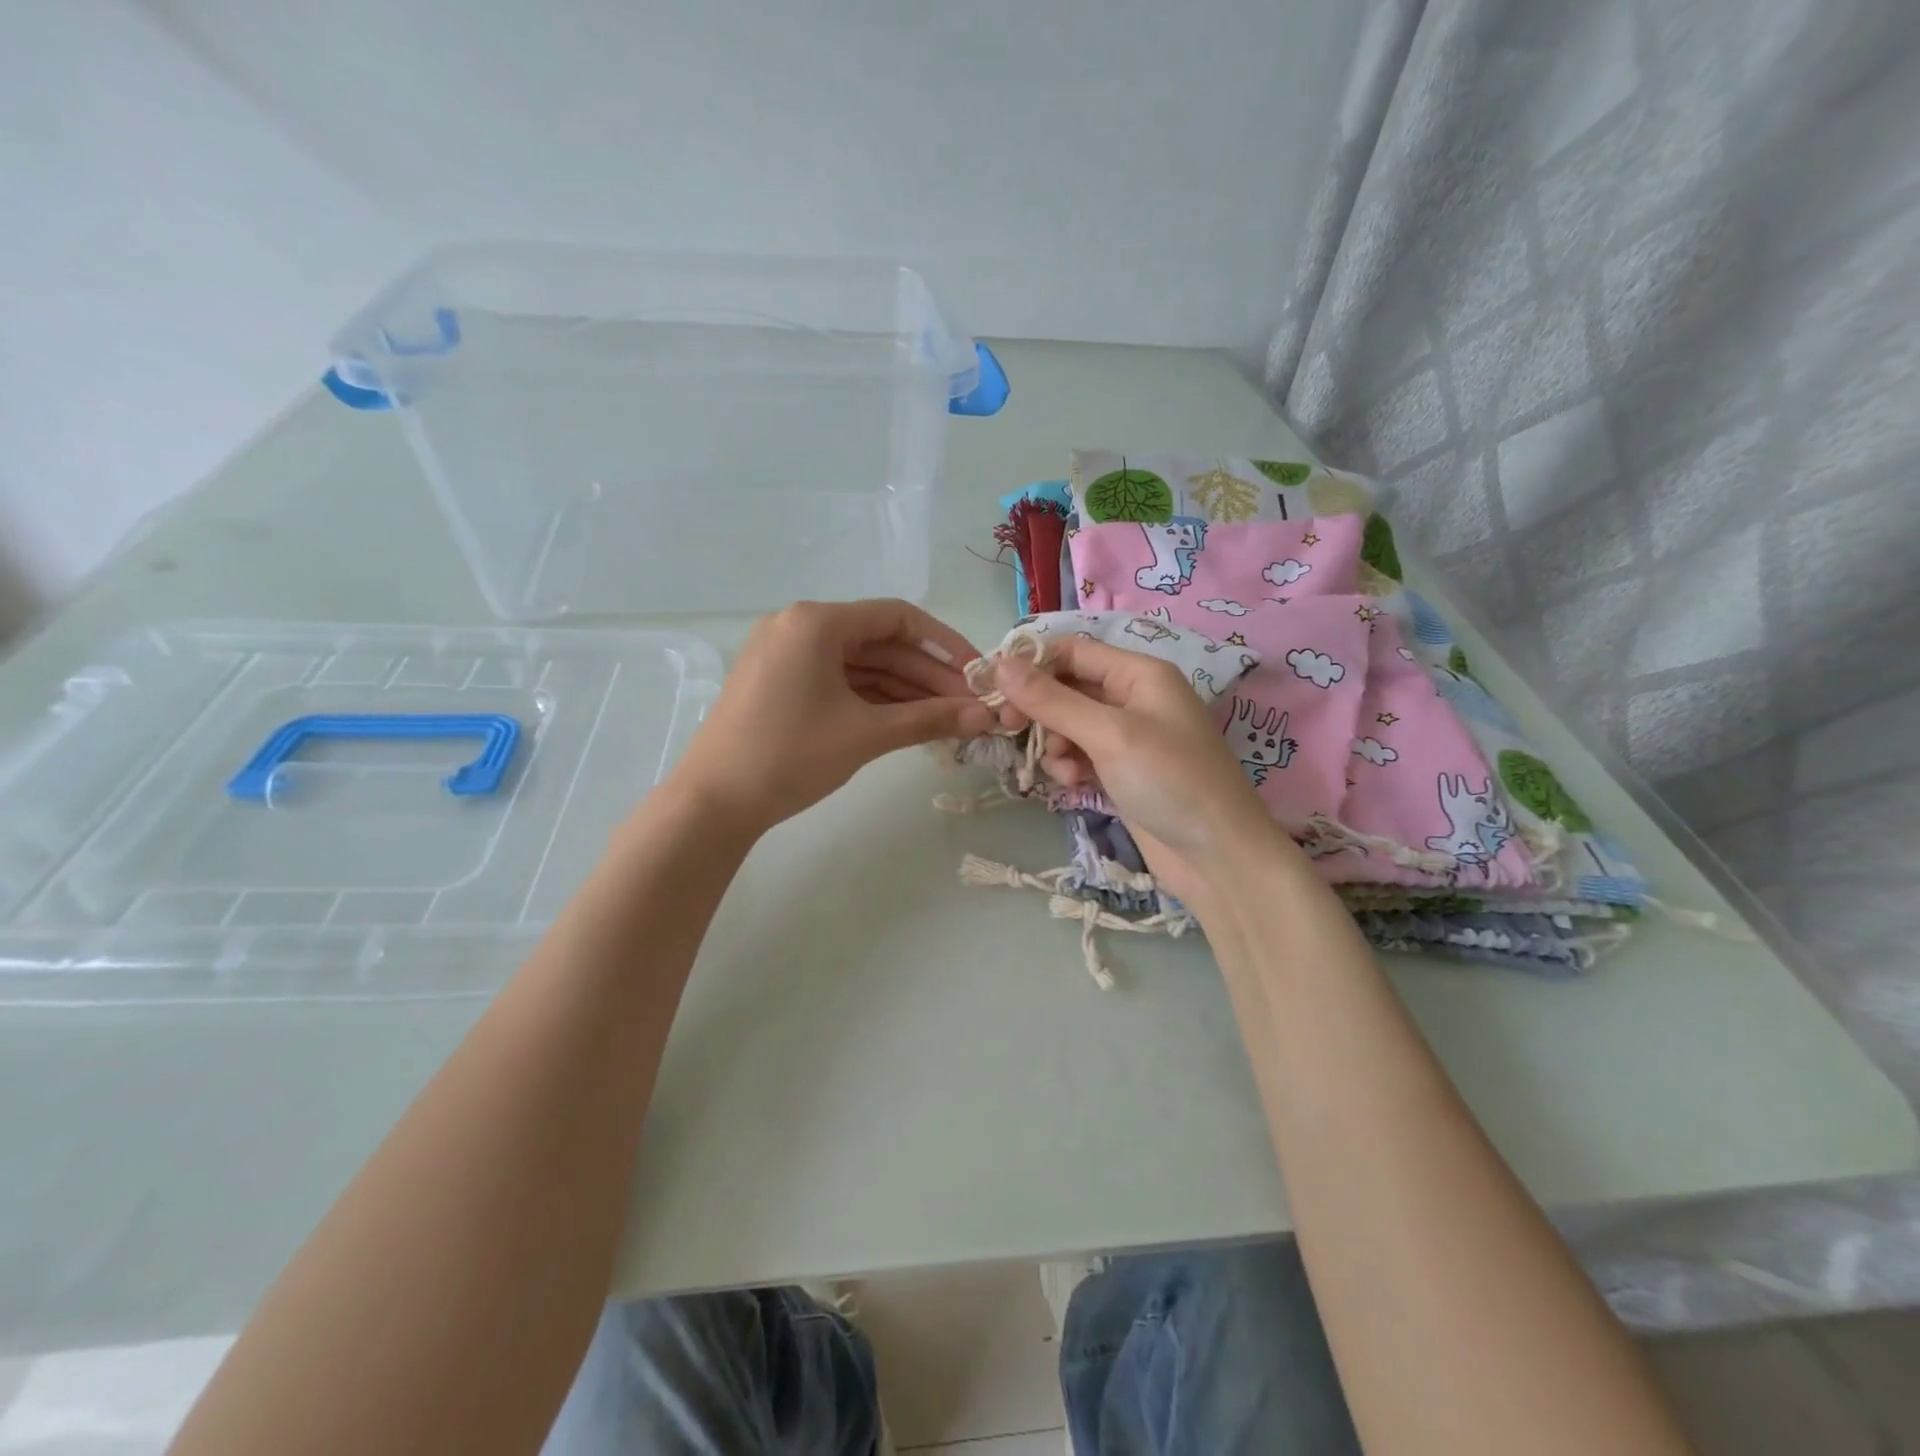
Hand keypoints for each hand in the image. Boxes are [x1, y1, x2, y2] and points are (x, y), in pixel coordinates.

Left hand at [666, 599, 992, 837]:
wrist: (713, 803)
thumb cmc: (791, 756)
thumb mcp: (866, 734)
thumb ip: (930, 718)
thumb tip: (986, 716)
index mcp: (816, 621)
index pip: (898, 618)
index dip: (945, 644)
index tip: (977, 674)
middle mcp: (798, 626)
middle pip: (879, 643)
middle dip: (927, 675)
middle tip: (968, 706)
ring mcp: (785, 655)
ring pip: (859, 665)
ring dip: (903, 690)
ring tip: (946, 718)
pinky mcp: (778, 683)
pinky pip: (837, 681)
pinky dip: (872, 698)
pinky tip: (906, 720)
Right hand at [992, 638, 1292, 905]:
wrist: (1218, 857)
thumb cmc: (1170, 781)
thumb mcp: (1109, 734)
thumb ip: (1052, 700)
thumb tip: (999, 666)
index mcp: (1139, 673)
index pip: (1072, 651)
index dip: (1032, 664)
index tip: (993, 688)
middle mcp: (1133, 698)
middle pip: (1067, 688)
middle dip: (1040, 709)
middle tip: (1010, 729)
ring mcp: (1127, 737)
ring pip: (1068, 724)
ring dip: (1054, 743)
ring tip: (1062, 769)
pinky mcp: (1121, 771)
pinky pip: (1079, 754)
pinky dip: (1069, 765)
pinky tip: (1072, 784)